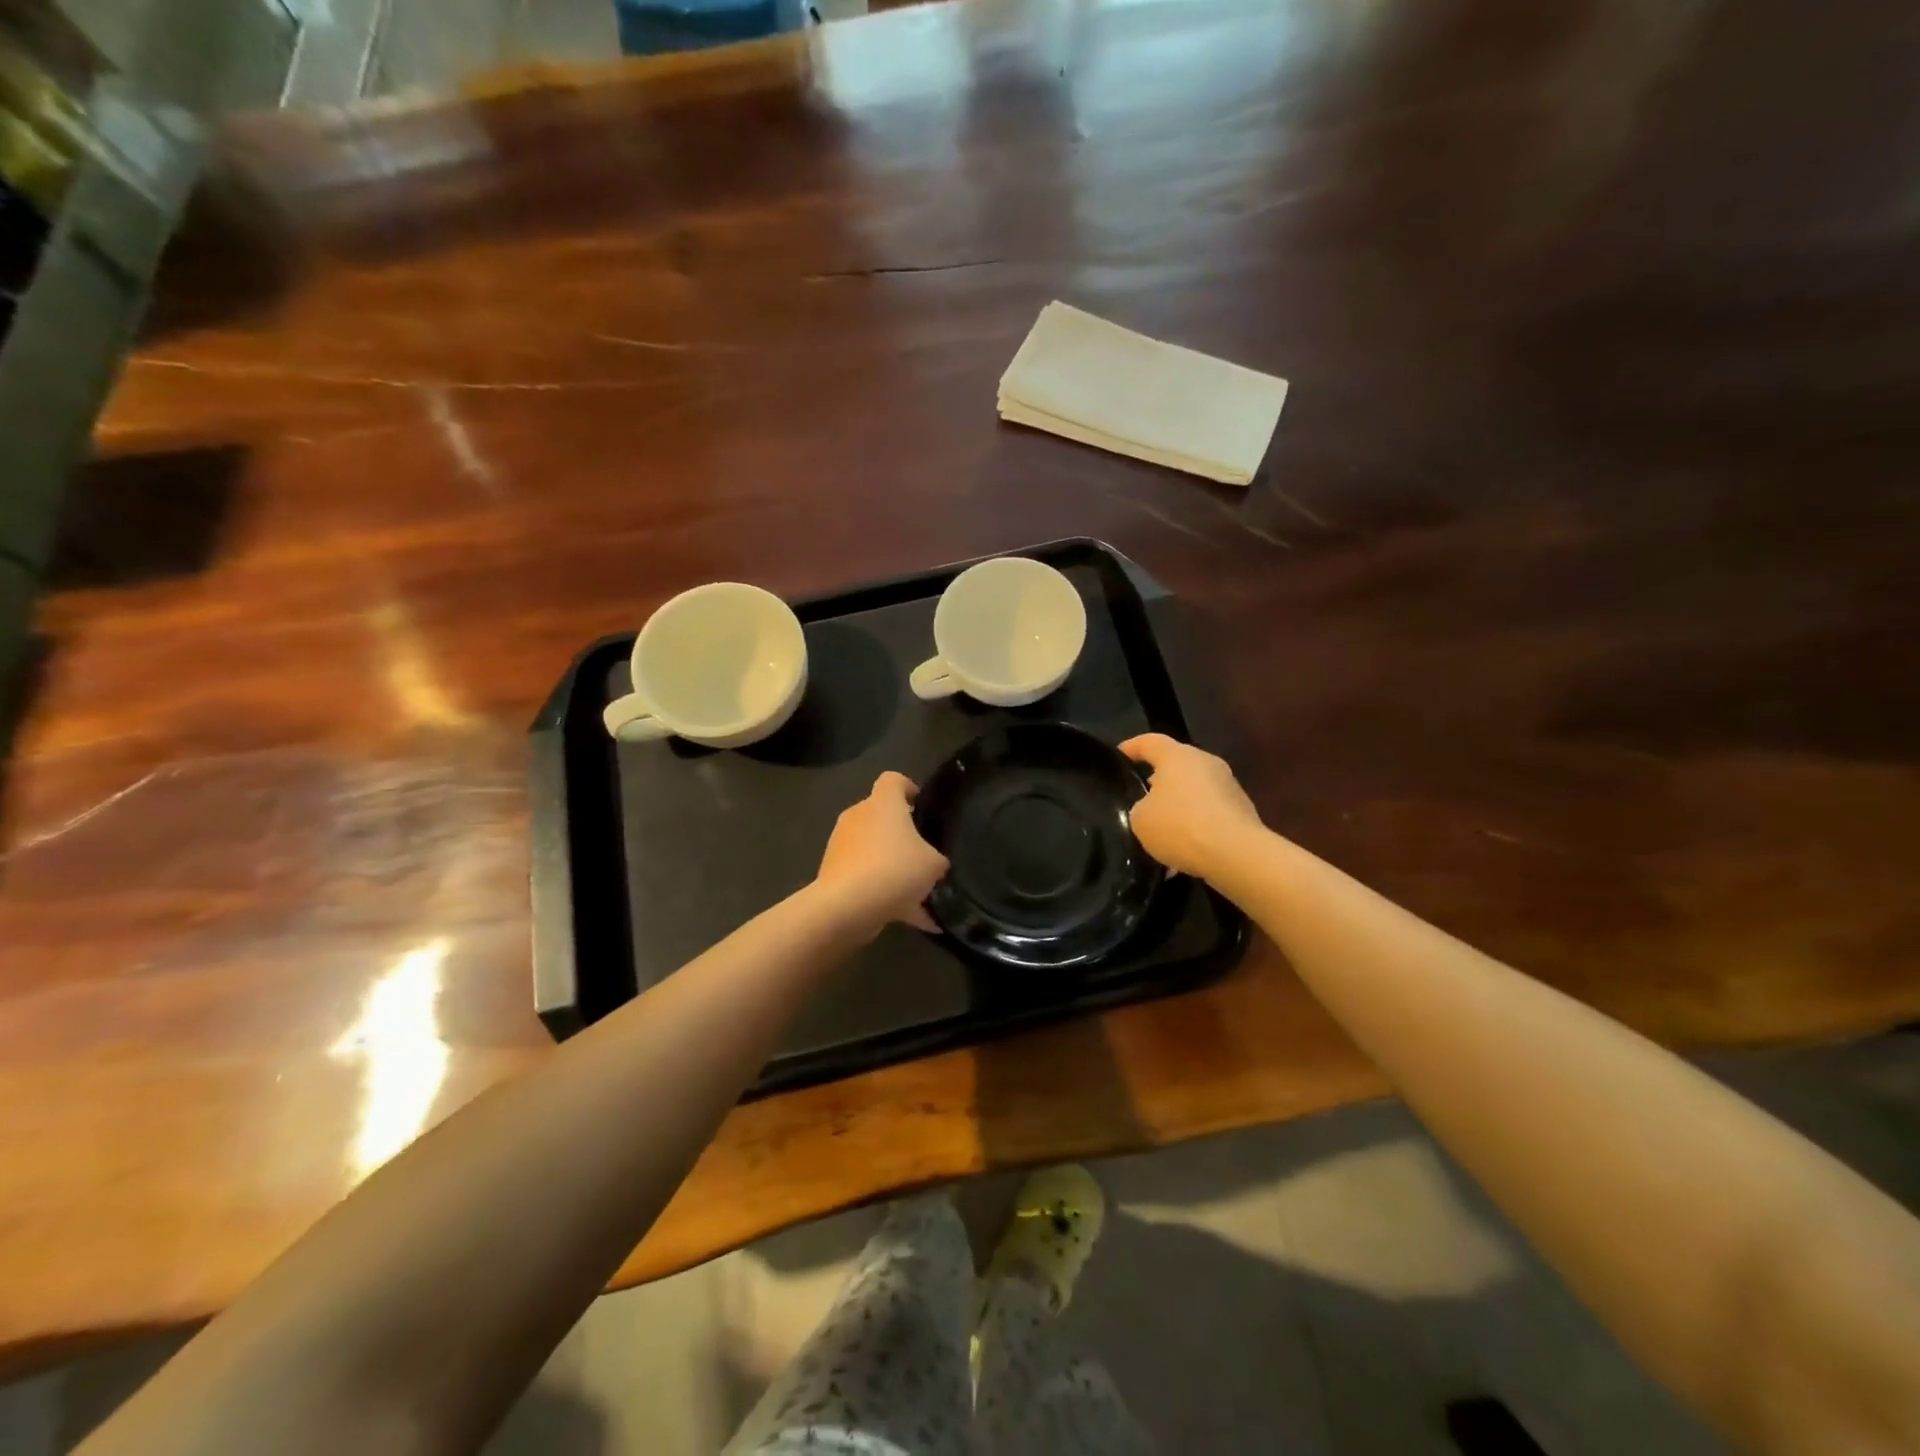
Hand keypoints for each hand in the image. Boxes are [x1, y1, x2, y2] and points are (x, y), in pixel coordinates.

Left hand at [815, 771, 949, 932]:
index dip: (909, 789)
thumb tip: (934, 863)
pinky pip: (865, 878)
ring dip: (893, 868)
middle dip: (902, 836)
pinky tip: (909, 918)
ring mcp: (842, 844)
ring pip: (873, 850)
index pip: (894, 780)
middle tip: (924, 856)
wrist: (847, 906)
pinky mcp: (832, 872)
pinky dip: (883, 894)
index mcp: (883, 803)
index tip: (923, 808)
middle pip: (882, 817)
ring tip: (920, 896)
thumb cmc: (895, 869)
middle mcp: (859, 816)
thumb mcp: (934, 864)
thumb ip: (936, 858)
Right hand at [1119, 734, 1263, 879]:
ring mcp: (1228, 786)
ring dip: (1178, 808)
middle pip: (1175, 766)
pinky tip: (1182, 854)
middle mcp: (1206, 763)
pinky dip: (1195, 829)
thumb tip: (1151, 809)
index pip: (1149, 742)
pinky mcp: (1242, 811)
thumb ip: (1140, 807)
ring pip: (1194, 792)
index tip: (1118, 756)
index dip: (1131, 747)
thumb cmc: (1181, 826)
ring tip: (1160, 835)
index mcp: (1177, 756)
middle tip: (1139, 799)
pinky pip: (1209, 815)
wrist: (1237, 854)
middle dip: (1157, 781)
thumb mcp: (1140, 820)